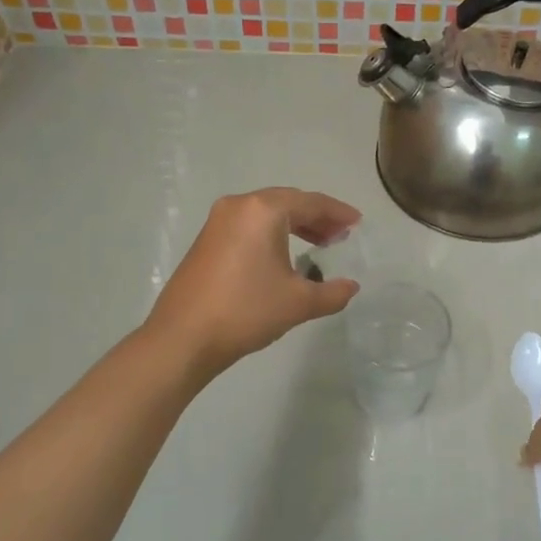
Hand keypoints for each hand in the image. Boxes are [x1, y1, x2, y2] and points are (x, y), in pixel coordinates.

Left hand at [146, 188, 361, 378]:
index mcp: (263, 211)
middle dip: (316, 217)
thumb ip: (333, 292)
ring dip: (294, 225)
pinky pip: (249, 226)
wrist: (184, 338)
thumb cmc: (246, 311)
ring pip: (266, 214)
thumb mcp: (299, 303)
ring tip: (317, 246)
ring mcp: (218, 222)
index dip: (338, 213)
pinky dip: (272, 234)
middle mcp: (239, 206)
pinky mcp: (206, 240)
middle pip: (287, 202)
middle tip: (339, 236)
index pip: (311, 202)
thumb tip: (350, 287)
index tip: (357, 224)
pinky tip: (283, 257)